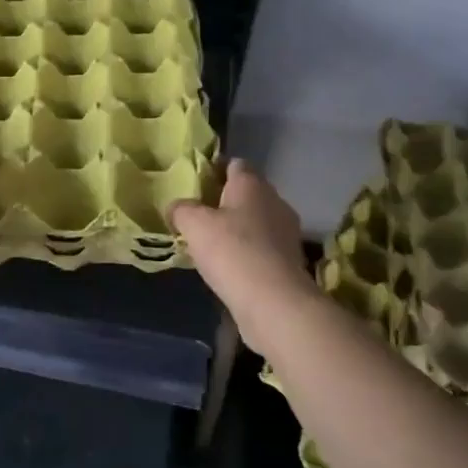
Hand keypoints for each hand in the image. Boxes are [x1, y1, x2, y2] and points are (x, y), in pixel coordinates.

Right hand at [169, 159, 314, 341]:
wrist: (275, 302)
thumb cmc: (232, 251)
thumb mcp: (194, 225)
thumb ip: (181, 209)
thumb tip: (176, 207)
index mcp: (252, 184)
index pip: (234, 164)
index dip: (214, 170)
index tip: (195, 185)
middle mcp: (274, 201)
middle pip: (246, 193)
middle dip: (224, 202)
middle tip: (198, 216)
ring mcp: (287, 232)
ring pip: (256, 221)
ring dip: (237, 229)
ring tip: (211, 245)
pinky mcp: (290, 261)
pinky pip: (263, 247)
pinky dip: (248, 252)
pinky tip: (230, 267)